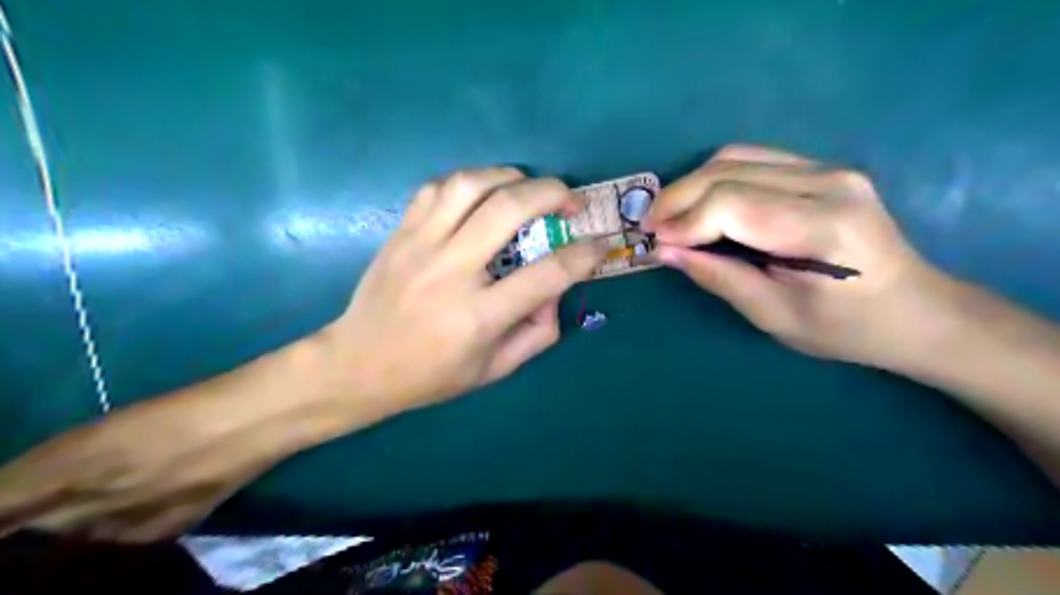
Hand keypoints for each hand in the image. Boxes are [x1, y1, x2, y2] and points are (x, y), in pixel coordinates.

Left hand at [320, 166, 604, 415]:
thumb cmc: (430, 375)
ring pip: (470, 184)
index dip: (584, 255)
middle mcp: (451, 271)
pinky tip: (482, 194)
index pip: (547, 274)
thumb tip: (555, 291)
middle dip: (552, 193)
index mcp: (479, 316)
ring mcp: (420, 245)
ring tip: (528, 187)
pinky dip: (469, 181)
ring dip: (510, 176)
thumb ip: (537, 333)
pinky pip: (437, 187)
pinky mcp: (401, 232)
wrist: (358, 364)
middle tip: (569, 200)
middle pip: (509, 209)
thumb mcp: (494, 369)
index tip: (598, 245)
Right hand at [646, 143, 953, 366]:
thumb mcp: (775, 316)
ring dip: (692, 185)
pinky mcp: (821, 169)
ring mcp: (828, 168)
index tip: (653, 242)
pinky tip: (700, 205)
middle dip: (678, 198)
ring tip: (669, 217)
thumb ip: (718, 277)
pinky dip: (715, 180)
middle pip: (729, 171)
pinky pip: (752, 160)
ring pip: (736, 157)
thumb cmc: (846, 328)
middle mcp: (829, 182)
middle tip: (649, 227)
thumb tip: (664, 250)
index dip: (684, 220)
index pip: (733, 204)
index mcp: (824, 226)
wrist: (916, 310)